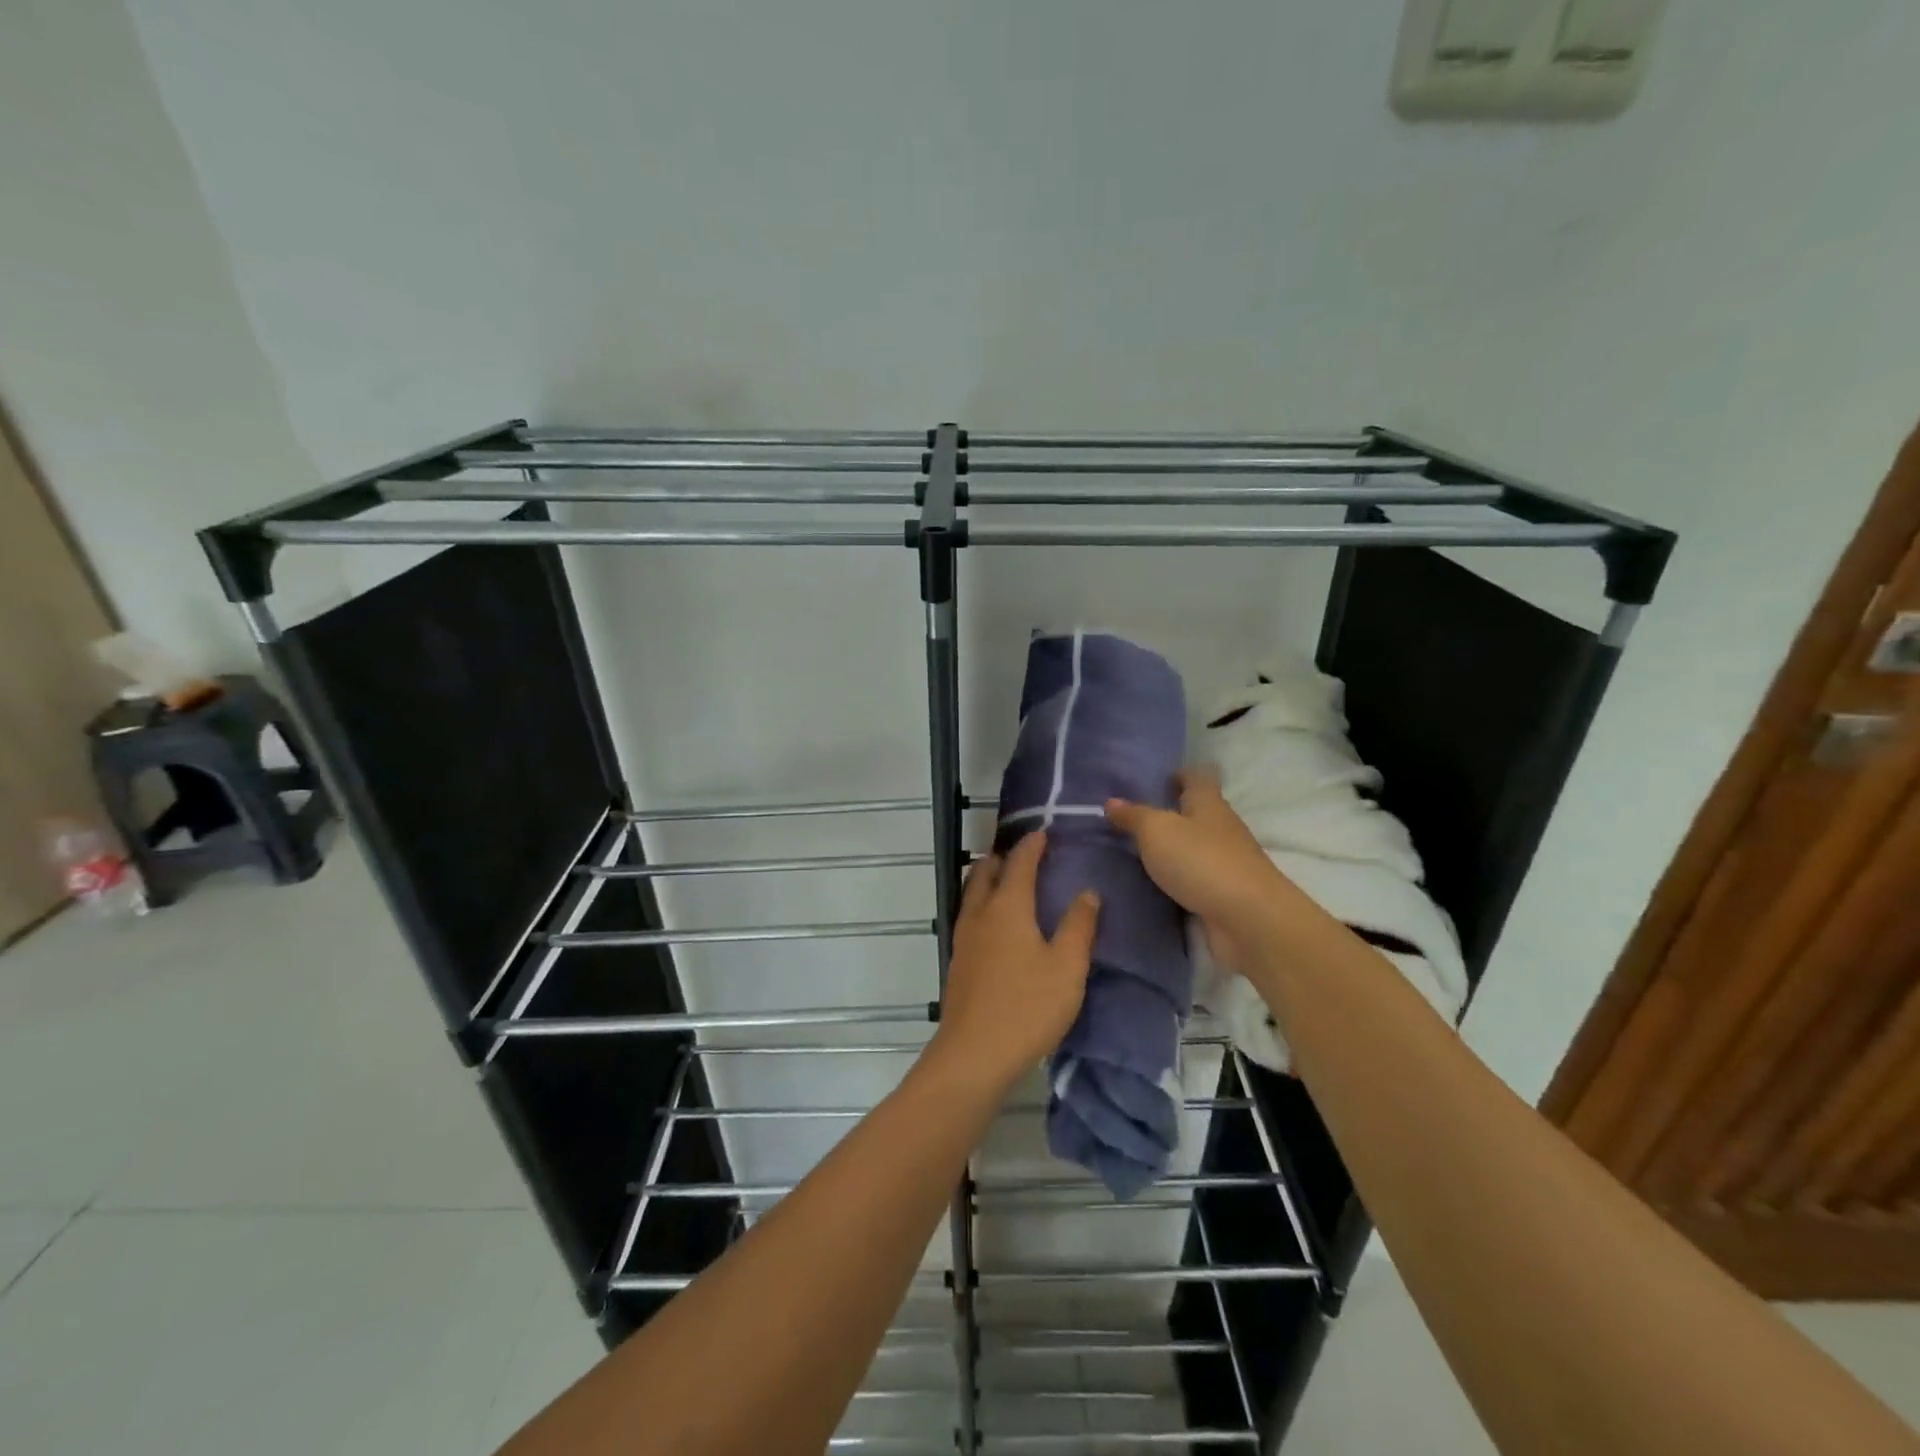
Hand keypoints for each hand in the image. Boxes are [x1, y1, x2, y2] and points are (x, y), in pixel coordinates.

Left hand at [930, 832, 1099, 1091]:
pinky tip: (996, 924)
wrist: (974, 1054)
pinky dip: (982, 904)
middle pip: (985, 872)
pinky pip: (969, 915)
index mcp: (1008, 907)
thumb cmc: (1027, 1006)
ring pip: (972, 893)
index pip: (1019, 863)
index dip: (1031, 846)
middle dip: (1003, 857)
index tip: (1042, 833)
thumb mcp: (1067, 967)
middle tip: (1023, 853)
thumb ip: (1079, 926)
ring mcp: (964, 938)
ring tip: (1007, 881)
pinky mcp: (958, 961)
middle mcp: (980, 914)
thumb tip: (1087, 892)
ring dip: (988, 879)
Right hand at [1105, 770, 1303, 972]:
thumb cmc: (1200, 860)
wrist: (1248, 920)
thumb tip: (1111, 801)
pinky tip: (1153, 885)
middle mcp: (1221, 827)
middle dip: (1169, 814)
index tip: (1155, 781)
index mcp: (1208, 803)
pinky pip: (1195, 879)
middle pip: (1196, 813)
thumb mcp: (1156, 830)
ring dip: (1172, 849)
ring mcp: (1226, 862)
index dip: (1178, 774)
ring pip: (1194, 847)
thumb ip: (1133, 816)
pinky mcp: (1224, 894)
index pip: (1197, 777)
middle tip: (1132, 820)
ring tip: (1134, 853)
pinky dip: (1177, 879)